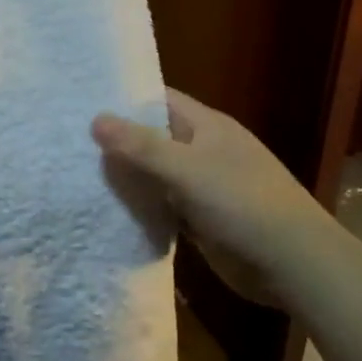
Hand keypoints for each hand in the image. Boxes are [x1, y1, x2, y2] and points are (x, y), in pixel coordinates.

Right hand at [93, 89, 330, 305]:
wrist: (292, 262)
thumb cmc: (241, 202)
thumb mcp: (187, 169)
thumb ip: (141, 146)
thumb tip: (96, 118)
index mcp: (207, 126)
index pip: (159, 100)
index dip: (125, 99)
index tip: (83, 102)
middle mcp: (205, 151)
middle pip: (155, 138)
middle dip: (119, 141)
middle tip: (69, 142)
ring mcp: (205, 187)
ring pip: (158, 175)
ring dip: (129, 178)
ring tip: (76, 174)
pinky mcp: (203, 220)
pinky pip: (166, 207)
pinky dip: (143, 209)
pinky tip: (109, 212)